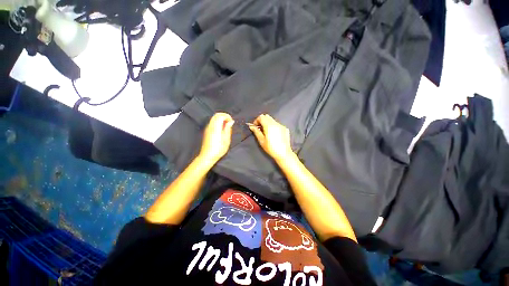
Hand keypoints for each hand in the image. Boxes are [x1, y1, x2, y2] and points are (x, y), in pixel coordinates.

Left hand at [199, 113, 234, 162]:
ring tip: (226, 126)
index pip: (220, 115)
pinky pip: (212, 122)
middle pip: (216, 115)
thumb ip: (228, 129)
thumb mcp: (226, 140)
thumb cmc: (218, 149)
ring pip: (214, 118)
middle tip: (229, 123)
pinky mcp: (207, 131)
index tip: (231, 121)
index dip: (227, 116)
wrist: (207, 156)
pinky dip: (218, 122)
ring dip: (221, 119)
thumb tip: (230, 122)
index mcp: (216, 127)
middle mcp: (210, 126)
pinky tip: (222, 129)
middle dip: (224, 116)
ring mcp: (207, 128)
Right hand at [249, 114, 293, 160]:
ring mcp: (281, 125)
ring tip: (266, 132)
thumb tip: (251, 126)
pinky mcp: (285, 129)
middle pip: (267, 116)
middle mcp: (275, 123)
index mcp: (269, 125)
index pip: (261, 117)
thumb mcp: (261, 140)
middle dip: (262, 120)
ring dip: (268, 123)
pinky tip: (274, 134)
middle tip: (260, 129)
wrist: (283, 153)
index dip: (257, 120)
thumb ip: (256, 131)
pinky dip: (273, 126)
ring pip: (272, 120)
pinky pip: (277, 124)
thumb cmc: (271, 148)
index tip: (255, 127)